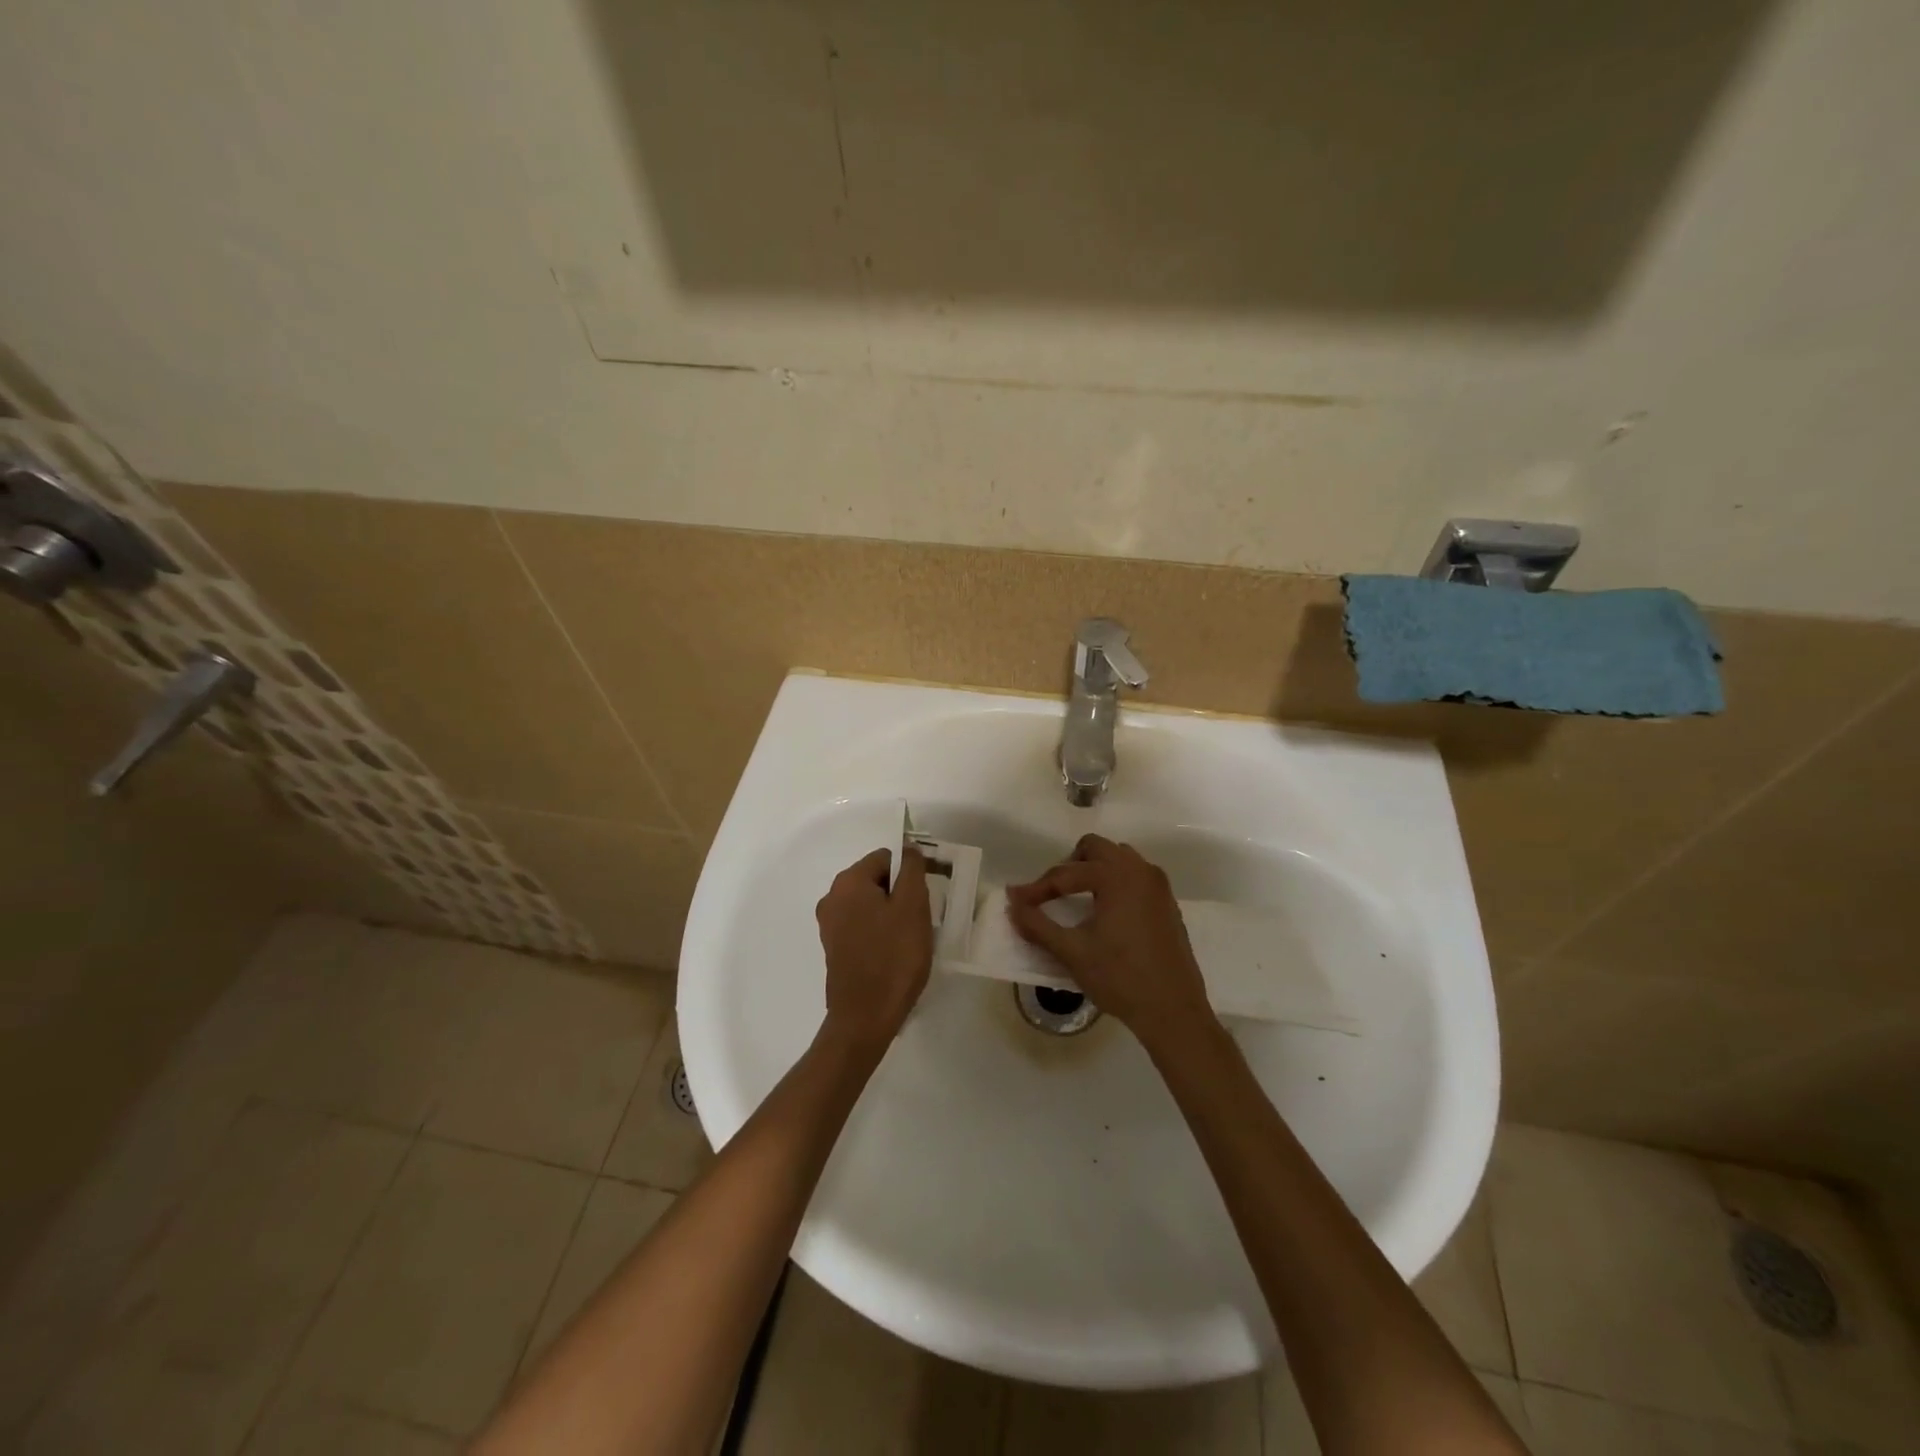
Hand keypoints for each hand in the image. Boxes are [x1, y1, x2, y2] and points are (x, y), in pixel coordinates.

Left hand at [815, 846, 933, 1054]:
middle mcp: (832, 897)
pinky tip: (894, 952)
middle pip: (876, 880)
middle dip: (901, 894)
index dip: (910, 872)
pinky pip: (862, 925)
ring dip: (892, 914)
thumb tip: (908, 849)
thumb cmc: (894, 957)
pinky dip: (880, 931)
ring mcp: (830, 925)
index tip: (927, 896)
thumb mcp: (913, 907)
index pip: (886, 858)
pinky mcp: (834, 948)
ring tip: (909, 939)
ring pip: (870, 904)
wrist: (865, 1017)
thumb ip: (912, 870)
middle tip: (920, 919)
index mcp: (848, 882)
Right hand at [1005, 834, 1214, 1046]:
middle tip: (1051, 894)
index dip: (1037, 888)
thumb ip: (1037, 925)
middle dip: (1068, 867)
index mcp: (1117, 876)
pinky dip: (1114, 883)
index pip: (1066, 873)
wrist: (1173, 1011)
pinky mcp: (1167, 903)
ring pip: (1118, 859)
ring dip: (1094, 870)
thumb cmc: (1120, 978)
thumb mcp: (1072, 952)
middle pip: (1095, 849)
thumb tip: (1013, 905)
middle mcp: (1140, 870)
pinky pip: (1135, 877)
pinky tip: (1105, 913)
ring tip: (1077, 900)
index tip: (1016, 901)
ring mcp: (1158, 886)